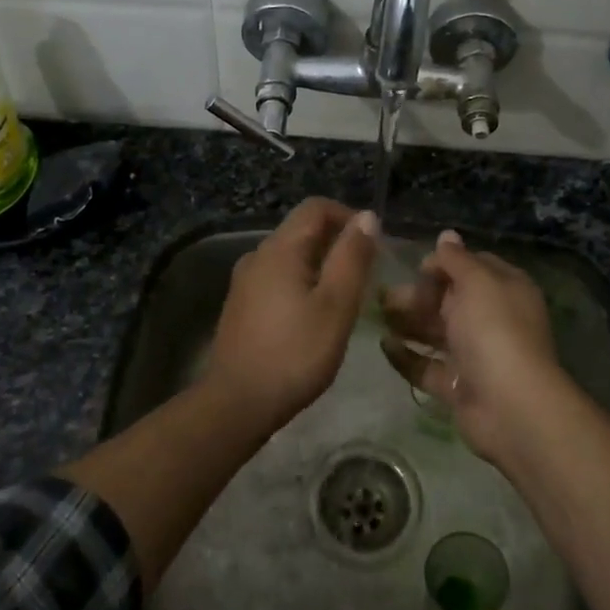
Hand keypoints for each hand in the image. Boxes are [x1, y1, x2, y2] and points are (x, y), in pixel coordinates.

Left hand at [202, 198, 379, 429]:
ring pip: (290, 256)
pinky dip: (301, 283)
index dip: (349, 217)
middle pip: (302, 229)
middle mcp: (257, 255)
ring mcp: (244, 281)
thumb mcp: (336, 305)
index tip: (373, 246)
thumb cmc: (295, 353)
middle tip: (364, 276)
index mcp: (280, 248)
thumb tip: (366, 216)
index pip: (316, 207)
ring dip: (320, 265)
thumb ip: (352, 257)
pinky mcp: (240, 305)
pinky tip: (313, 316)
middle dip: (336, 242)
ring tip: (344, 298)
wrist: (237, 402)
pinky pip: (277, 278)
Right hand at [379, 230, 565, 461]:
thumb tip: (447, 235)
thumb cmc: (494, 330)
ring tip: (378, 315)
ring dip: (408, 322)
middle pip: (450, 300)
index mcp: (505, 290)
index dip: (444, 264)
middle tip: (385, 295)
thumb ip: (456, 259)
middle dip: (418, 295)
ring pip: (436, 333)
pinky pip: (427, 367)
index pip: (473, 267)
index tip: (416, 268)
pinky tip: (384, 345)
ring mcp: (475, 356)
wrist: (509, 405)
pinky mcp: (458, 387)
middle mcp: (492, 320)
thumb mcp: (476, 281)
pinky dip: (406, 357)